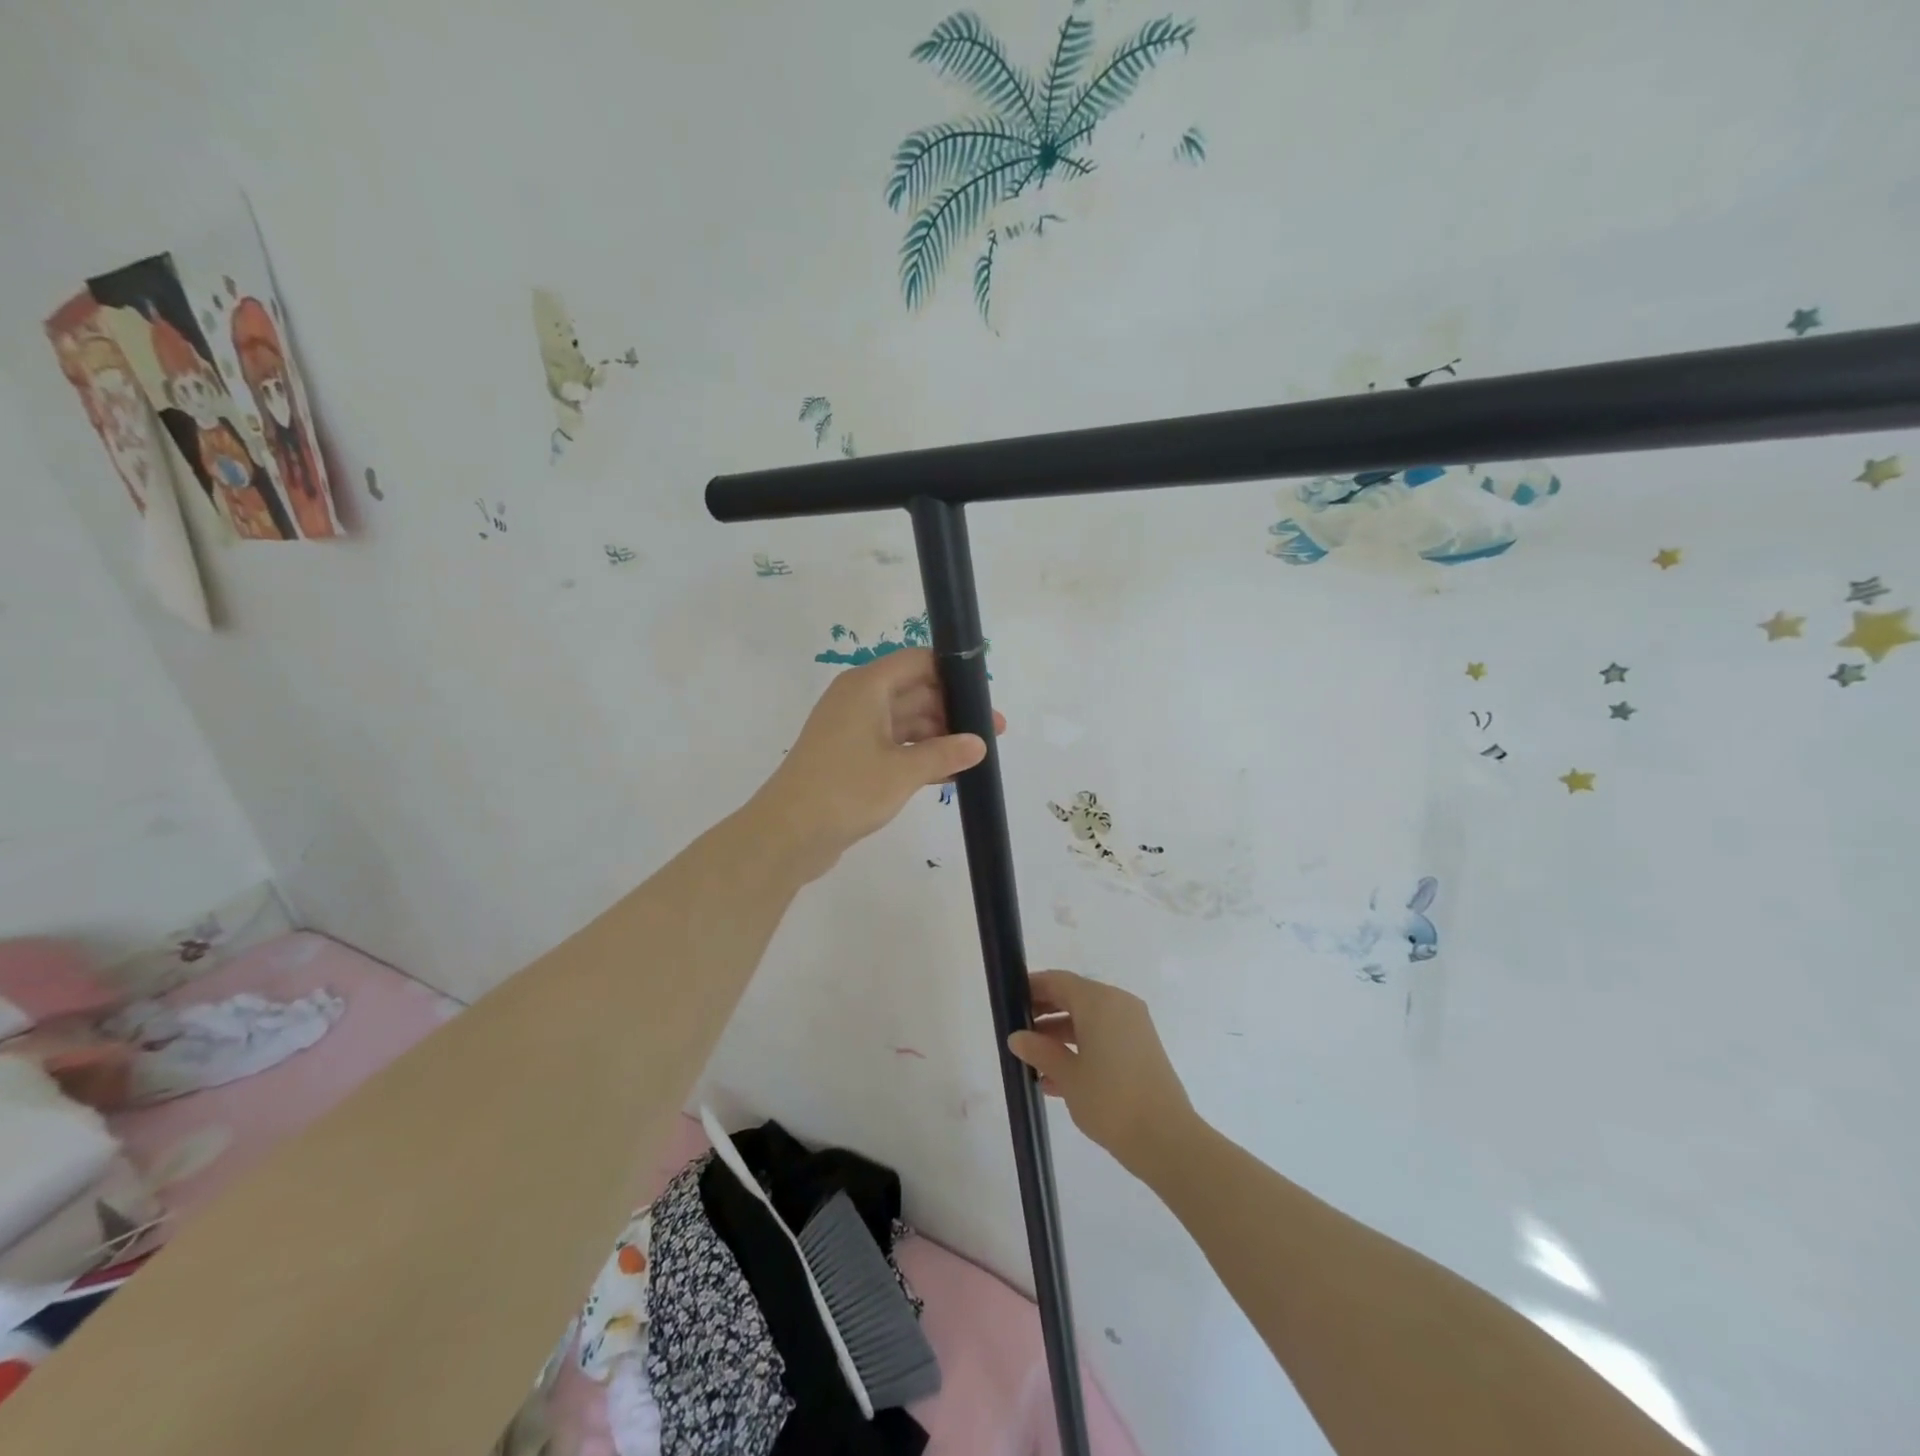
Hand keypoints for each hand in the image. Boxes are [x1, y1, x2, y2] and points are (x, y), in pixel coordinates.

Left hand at [754, 647, 1003, 879]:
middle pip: (915, 691)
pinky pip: (894, 746)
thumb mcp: (903, 771)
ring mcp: (852, 730)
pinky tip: (950, 774)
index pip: (918, 662)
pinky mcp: (850, 757)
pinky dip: (919, 755)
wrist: (788, 833)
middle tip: (992, 733)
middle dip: (952, 710)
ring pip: (906, 721)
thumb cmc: (847, 790)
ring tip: (976, 756)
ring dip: (939, 736)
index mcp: (867, 687)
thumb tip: (980, 743)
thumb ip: (945, 754)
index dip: (953, 673)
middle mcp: (859, 700)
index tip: (984, 695)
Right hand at [1007, 970, 1197, 1178]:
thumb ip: (1039, 1051)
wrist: (1166, 1139)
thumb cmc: (1110, 1100)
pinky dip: (1081, 1047)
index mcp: (1099, 1001)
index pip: (1058, 981)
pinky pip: (1104, 1036)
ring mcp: (1133, 1026)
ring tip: (1034, 1061)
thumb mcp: (1067, 1076)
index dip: (1032, 988)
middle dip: (1045, 1012)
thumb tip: (1017, 1037)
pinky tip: (1057, 1079)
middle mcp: (1118, 1004)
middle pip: (1074, 997)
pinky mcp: (1142, 1047)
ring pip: (1088, 1019)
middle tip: (1018, 1032)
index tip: (1009, 1002)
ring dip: (1060, 1034)